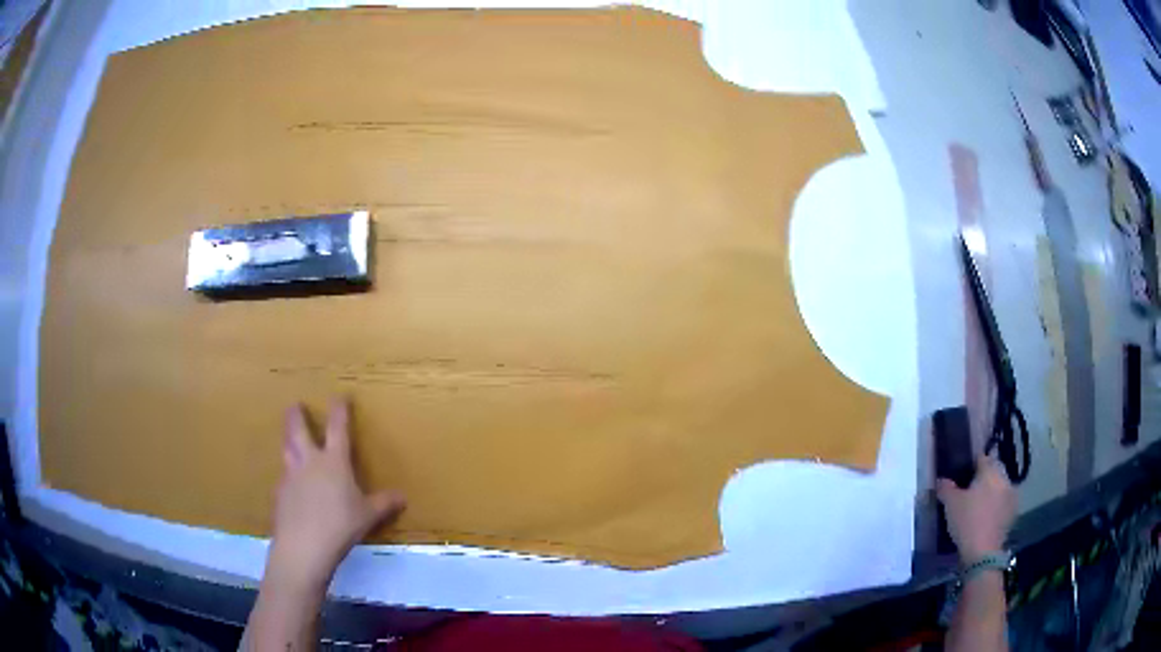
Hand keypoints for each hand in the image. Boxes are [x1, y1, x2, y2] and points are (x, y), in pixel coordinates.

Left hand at [266, 399, 405, 589]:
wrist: (304, 544)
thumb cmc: (341, 525)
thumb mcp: (368, 515)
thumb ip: (384, 503)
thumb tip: (403, 497)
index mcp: (334, 461)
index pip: (337, 428)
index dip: (339, 410)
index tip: (339, 396)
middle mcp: (310, 461)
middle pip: (299, 430)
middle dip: (297, 416)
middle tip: (294, 405)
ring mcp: (291, 476)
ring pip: (287, 449)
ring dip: (287, 439)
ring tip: (288, 436)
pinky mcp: (280, 493)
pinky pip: (284, 477)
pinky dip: (288, 474)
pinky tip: (291, 485)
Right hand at [937, 454, 1015, 563]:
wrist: (983, 552)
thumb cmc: (967, 521)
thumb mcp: (950, 503)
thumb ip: (945, 488)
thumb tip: (941, 480)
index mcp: (990, 470)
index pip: (981, 458)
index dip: (970, 465)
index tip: (960, 476)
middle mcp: (1004, 478)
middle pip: (992, 473)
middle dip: (982, 480)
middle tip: (967, 493)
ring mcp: (1011, 496)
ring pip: (999, 488)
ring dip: (990, 494)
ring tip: (976, 507)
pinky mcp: (1012, 514)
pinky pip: (1002, 504)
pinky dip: (995, 508)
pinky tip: (984, 519)